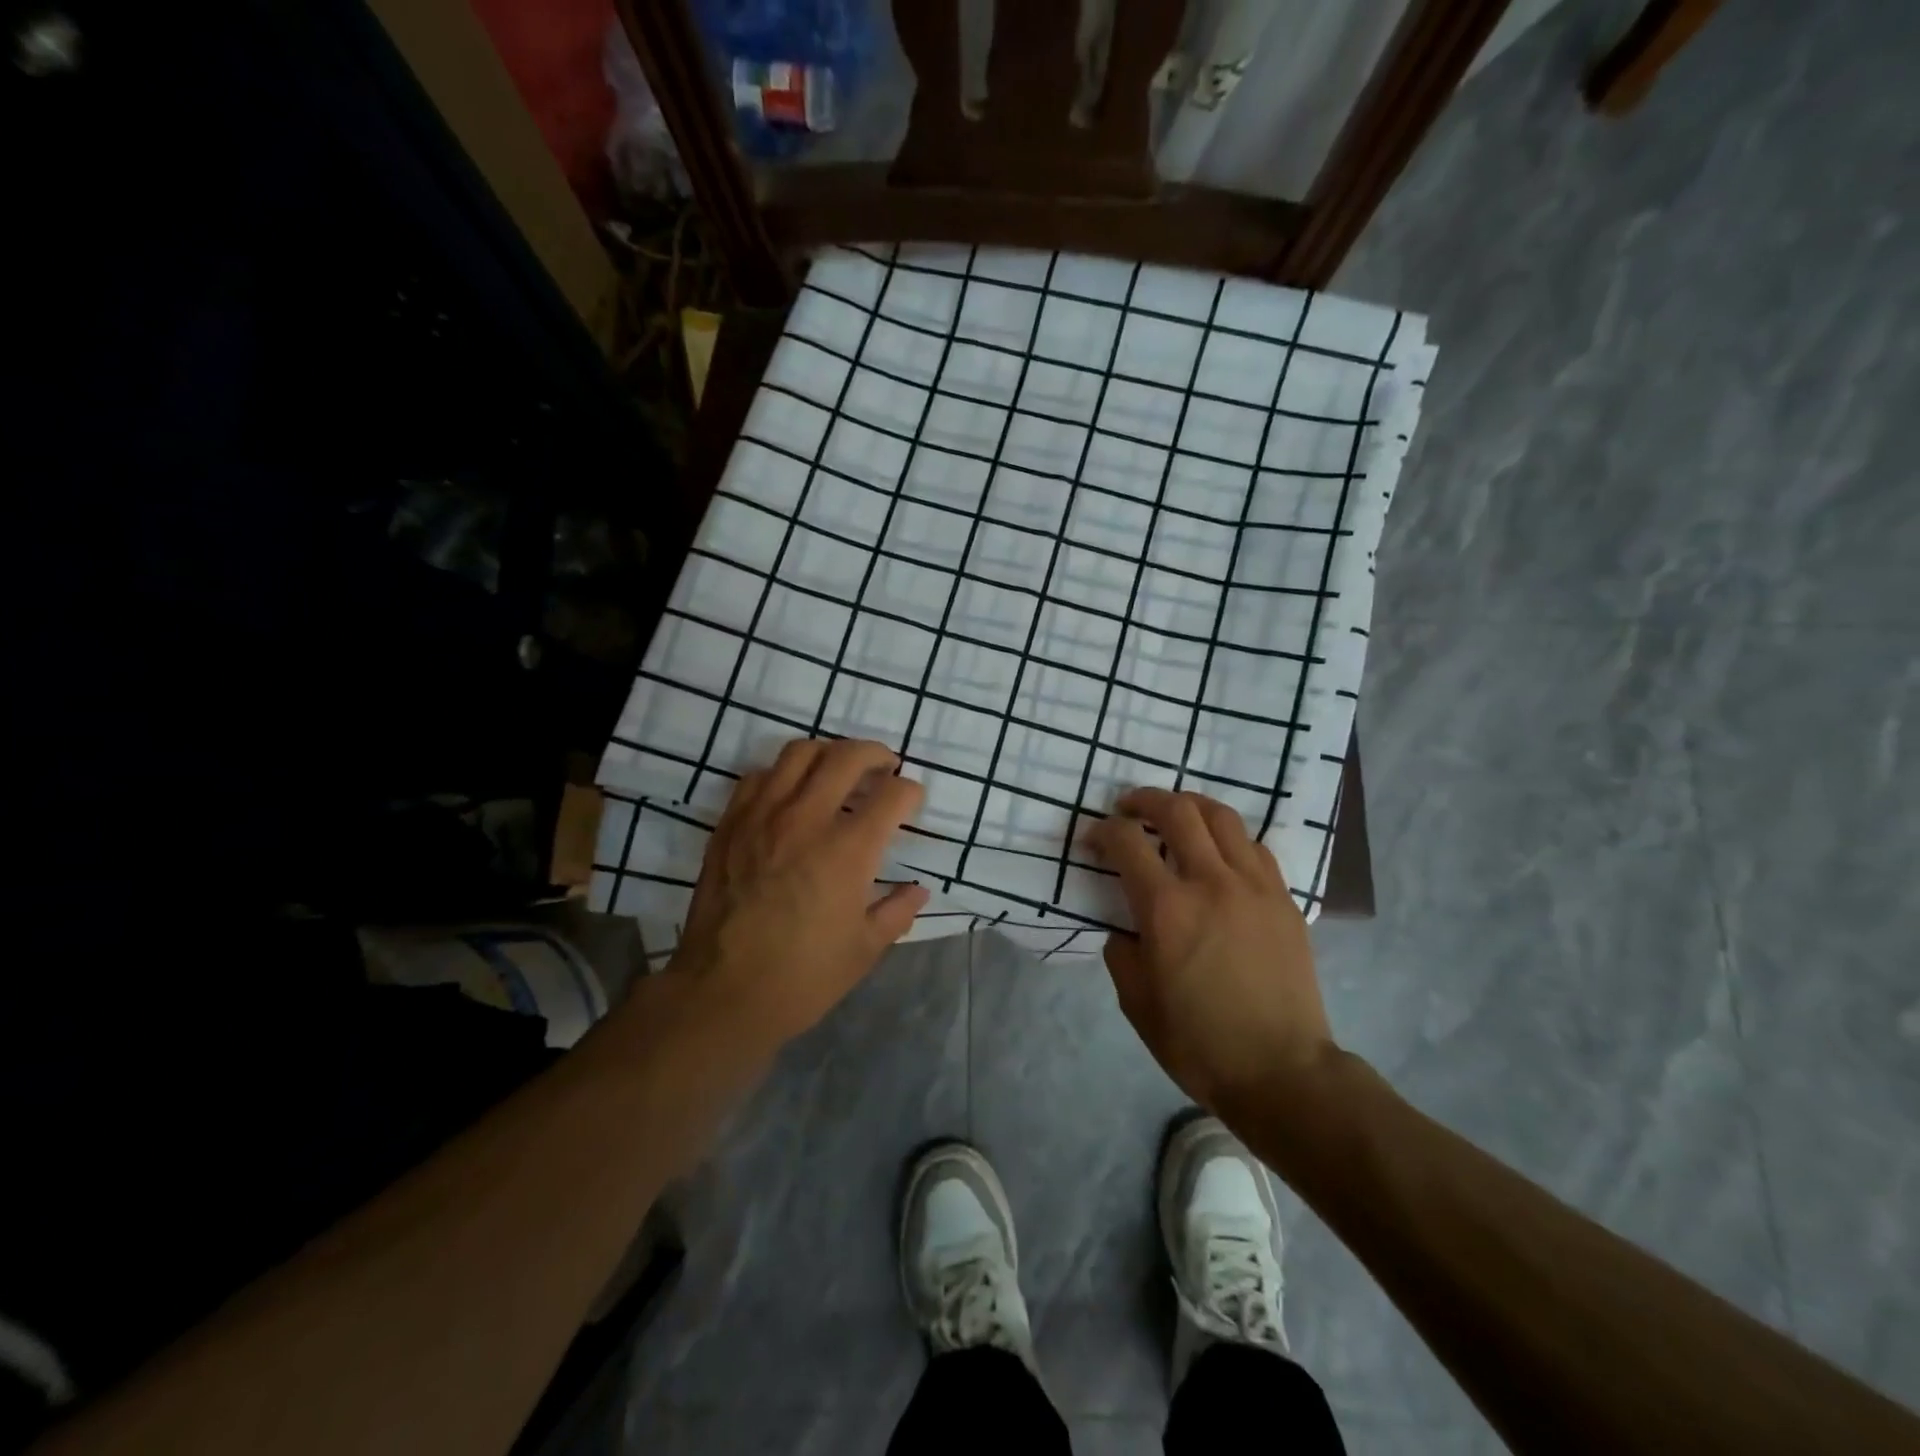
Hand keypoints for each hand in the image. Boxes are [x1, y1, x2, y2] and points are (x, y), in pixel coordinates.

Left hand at [667, 738, 928, 1051]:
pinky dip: (783, 774)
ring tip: (838, 769)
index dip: (910, 792)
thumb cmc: (802, 976)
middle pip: (847, 757)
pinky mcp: (731, 824)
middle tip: (885, 766)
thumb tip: (918, 890)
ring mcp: (763, 816)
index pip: (892, 795)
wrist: (722, 993)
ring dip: (828, 753)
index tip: (911, 801)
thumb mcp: (865, 950)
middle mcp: (807, 819)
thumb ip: (897, 911)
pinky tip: (791, 793)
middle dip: (876, 754)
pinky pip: (759, 776)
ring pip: (800, 753)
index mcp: (848, 850)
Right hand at [1088, 788, 1337, 1113]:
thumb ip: (1121, 953)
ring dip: (1190, 806)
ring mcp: (1254, 887)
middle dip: (1145, 800)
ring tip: (1175, 814)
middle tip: (1129, 809)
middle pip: (1177, 811)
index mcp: (1167, 909)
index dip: (1103, 831)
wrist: (1282, 1072)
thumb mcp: (1136, 1003)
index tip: (1094, 839)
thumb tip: (1128, 929)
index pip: (1127, 841)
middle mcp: (1211, 883)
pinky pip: (1255, 847)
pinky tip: (1219, 852)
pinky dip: (1229, 837)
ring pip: (1222, 817)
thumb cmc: (1199, 1043)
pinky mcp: (1283, 900)